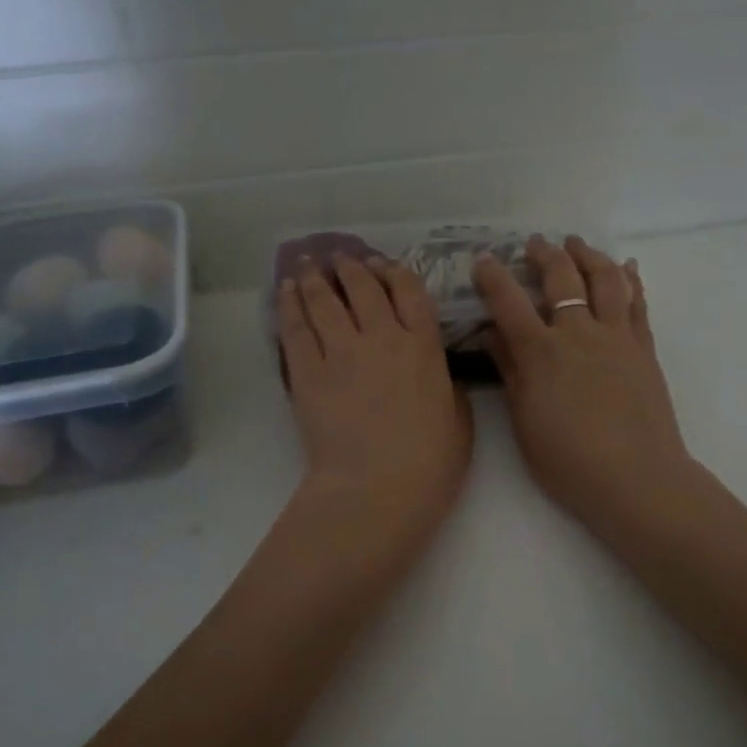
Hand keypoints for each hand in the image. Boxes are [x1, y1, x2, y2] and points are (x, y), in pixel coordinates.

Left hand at [278, 255, 471, 544]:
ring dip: (316, 277)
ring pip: (325, 300)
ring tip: (308, 263)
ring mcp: (342, 352)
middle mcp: (383, 337)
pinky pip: (296, 328)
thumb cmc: (430, 462)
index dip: (394, 273)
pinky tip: (286, 289)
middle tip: (341, 258)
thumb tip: (440, 374)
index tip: (383, 266)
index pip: (409, 292)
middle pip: (363, 288)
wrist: (378, 488)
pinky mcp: (308, 372)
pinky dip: (290, 304)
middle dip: (351, 267)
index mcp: (424, 347)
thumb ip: (448, 386)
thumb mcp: (460, 420)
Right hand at [474, 235, 698, 538]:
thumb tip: (492, 335)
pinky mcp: (644, 348)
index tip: (483, 260)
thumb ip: (510, 372)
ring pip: (606, 279)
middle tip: (535, 243)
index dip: (493, 277)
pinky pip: (638, 303)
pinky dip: (631, 280)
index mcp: (542, 352)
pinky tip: (627, 268)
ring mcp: (617, 337)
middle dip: (545, 254)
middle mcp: (579, 333)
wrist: (636, 478)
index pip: (509, 302)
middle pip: (562, 278)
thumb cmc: (569, 461)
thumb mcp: (525, 421)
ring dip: (589, 255)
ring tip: (577, 244)